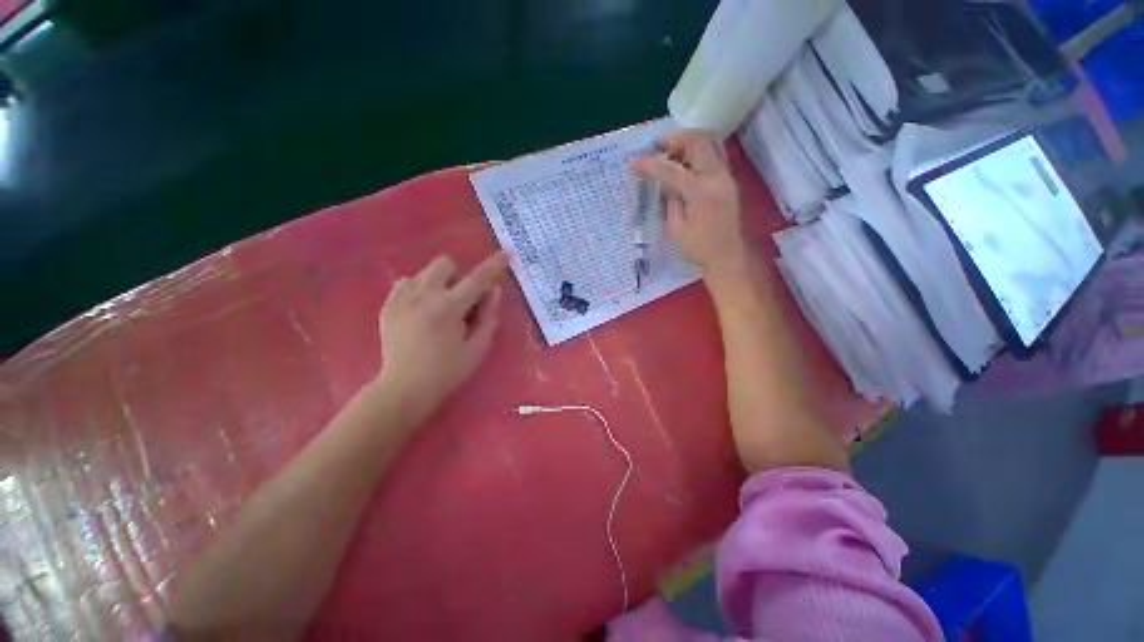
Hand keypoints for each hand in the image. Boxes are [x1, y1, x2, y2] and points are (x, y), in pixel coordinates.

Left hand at [373, 252, 508, 424]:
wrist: (404, 388)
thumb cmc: (447, 371)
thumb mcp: (478, 347)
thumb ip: (489, 316)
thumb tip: (494, 290)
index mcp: (448, 308)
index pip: (477, 279)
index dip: (494, 265)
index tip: (506, 253)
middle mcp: (423, 296)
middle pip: (445, 263)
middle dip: (459, 276)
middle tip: (462, 300)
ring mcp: (400, 298)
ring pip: (425, 271)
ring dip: (440, 282)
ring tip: (440, 307)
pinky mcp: (387, 305)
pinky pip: (406, 282)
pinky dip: (420, 290)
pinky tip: (421, 310)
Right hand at [632, 130, 747, 279]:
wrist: (726, 256)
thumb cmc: (698, 248)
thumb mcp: (676, 228)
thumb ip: (670, 200)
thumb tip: (663, 182)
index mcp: (702, 193)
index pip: (673, 171)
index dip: (652, 165)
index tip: (635, 162)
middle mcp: (717, 178)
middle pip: (699, 143)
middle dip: (676, 139)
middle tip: (659, 146)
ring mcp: (726, 177)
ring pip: (711, 143)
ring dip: (690, 141)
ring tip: (672, 151)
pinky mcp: (728, 180)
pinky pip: (715, 154)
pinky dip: (699, 150)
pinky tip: (686, 161)